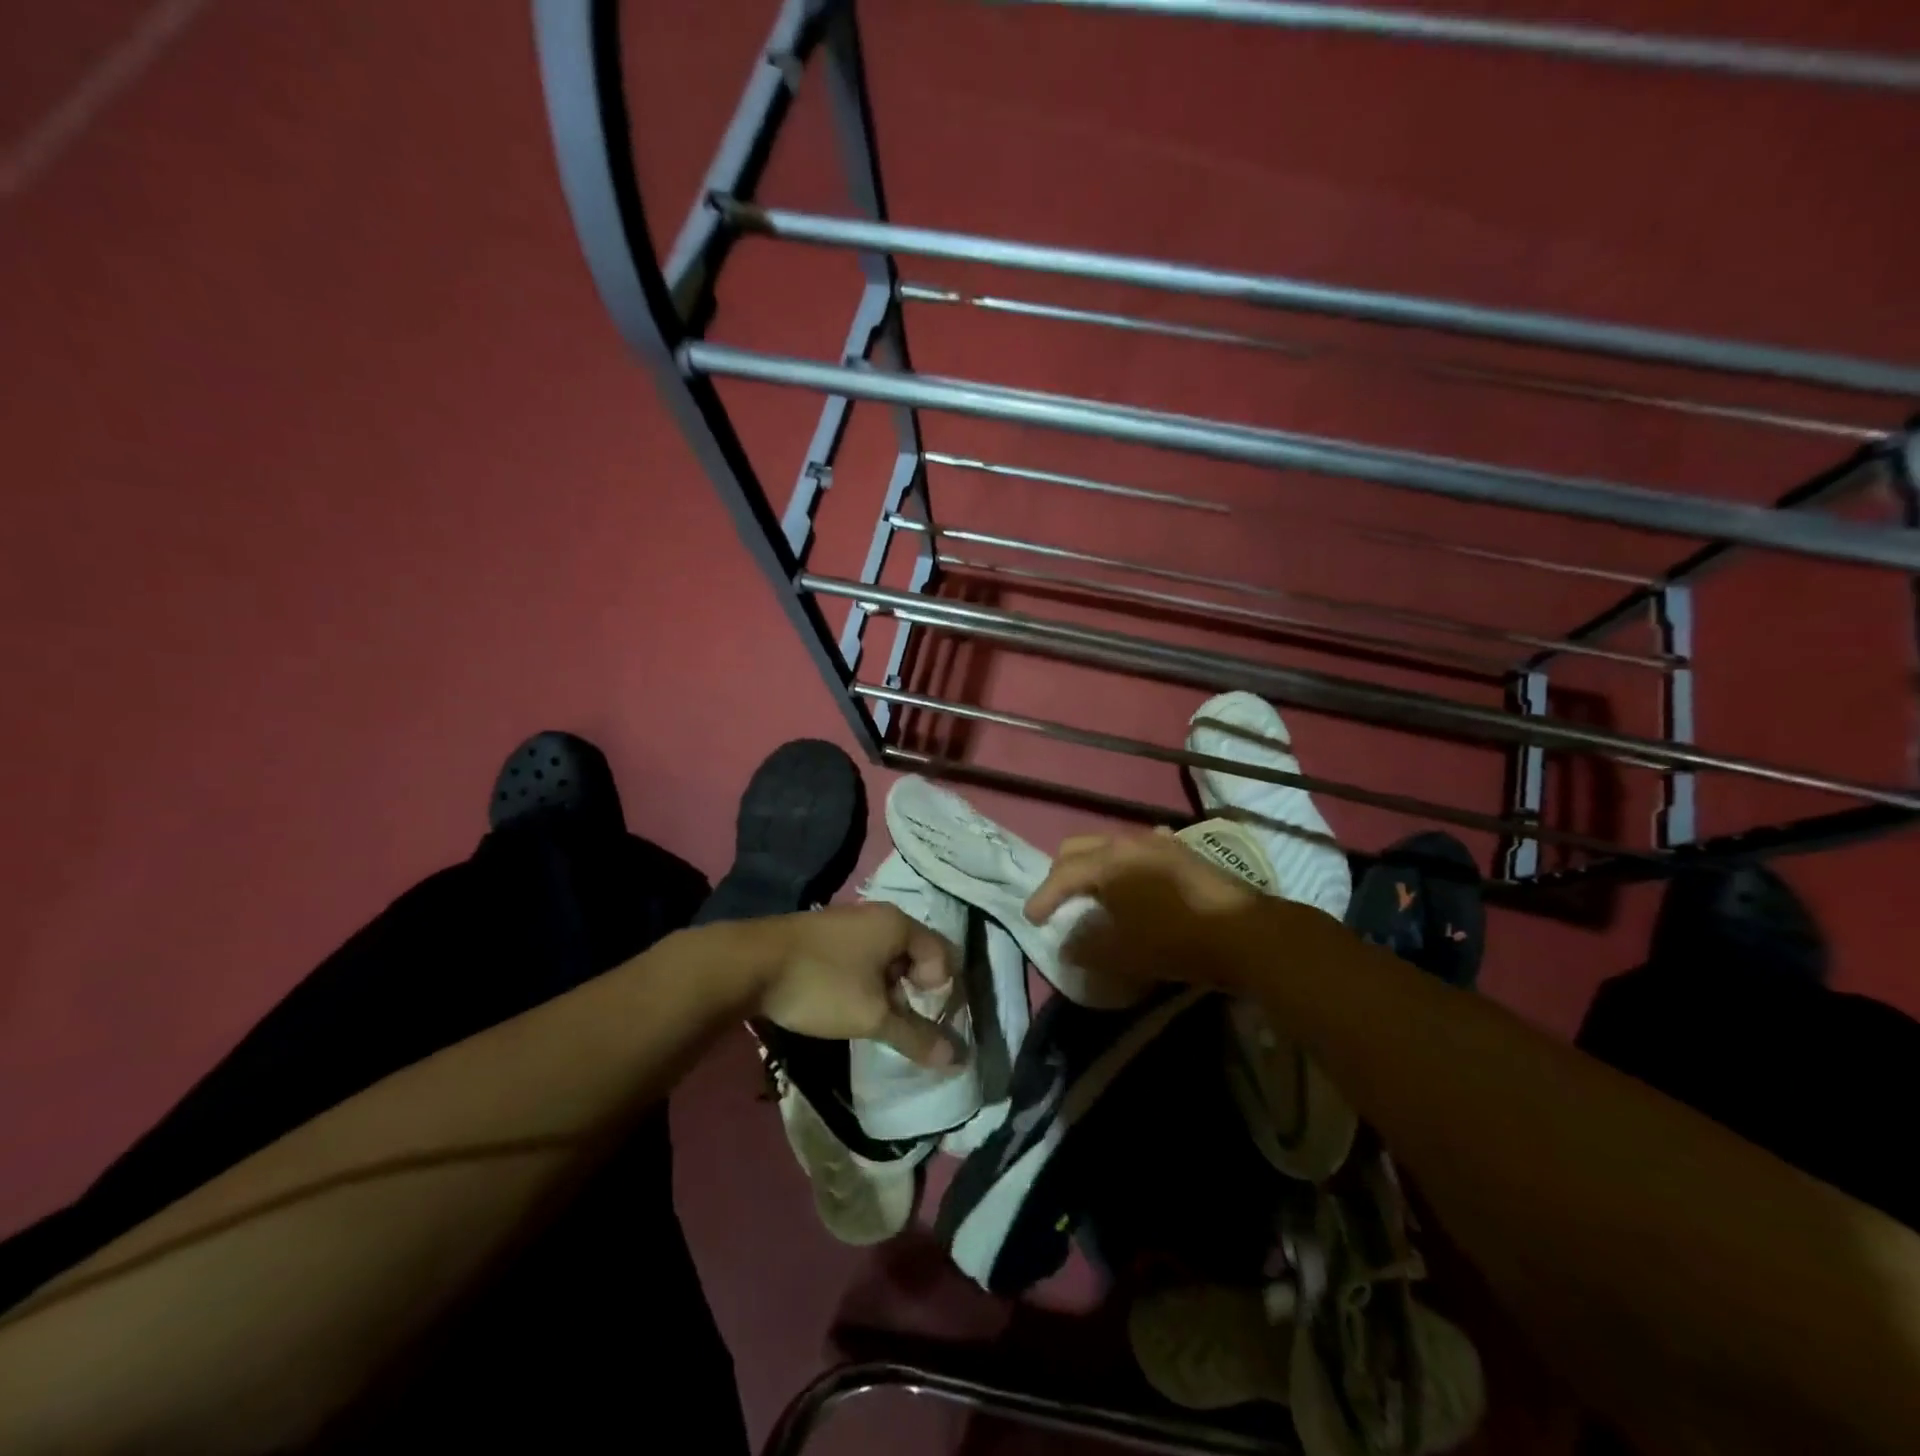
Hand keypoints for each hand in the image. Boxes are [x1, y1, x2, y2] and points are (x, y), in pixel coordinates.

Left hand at [750, 904, 958, 1066]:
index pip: (944, 954)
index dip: (943, 991)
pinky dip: (866, 979)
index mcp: (898, 923)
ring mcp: (849, 921)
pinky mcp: (826, 934)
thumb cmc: (822, 984)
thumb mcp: (872, 1016)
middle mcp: (878, 914)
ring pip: (886, 956)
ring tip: (874, 1018)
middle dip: (916, 991)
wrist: (748, 963)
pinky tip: (847, 1003)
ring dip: (889, 988)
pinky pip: (862, 955)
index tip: (925, 1020)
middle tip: (903, 1023)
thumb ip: (915, 1036)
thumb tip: (956, 1060)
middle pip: (916, 953)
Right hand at [1023, 829, 1318, 992]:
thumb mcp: (1123, 953)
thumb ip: (1086, 947)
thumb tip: (1066, 946)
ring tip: (1093, 895)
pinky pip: (1139, 850)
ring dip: (1094, 867)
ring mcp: (1158, 841)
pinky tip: (1134, 883)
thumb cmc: (1176, 941)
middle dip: (1062, 874)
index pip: (1061, 873)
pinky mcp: (1181, 851)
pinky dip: (1124, 865)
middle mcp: (1128, 841)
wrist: (1245, 932)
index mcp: (1108, 861)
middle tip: (1058, 902)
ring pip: (1109, 846)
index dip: (1042, 897)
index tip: (1032, 920)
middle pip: (1079, 848)